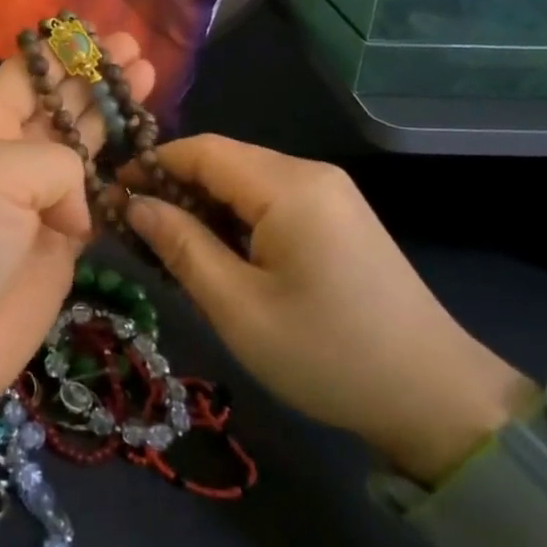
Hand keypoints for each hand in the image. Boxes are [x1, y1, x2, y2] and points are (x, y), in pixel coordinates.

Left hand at [0, 34, 155, 398]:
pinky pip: (95, 197)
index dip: (59, 52)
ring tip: (148, 79)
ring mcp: (33, 200)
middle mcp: (4, 156)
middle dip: (95, 76)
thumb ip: (54, 162)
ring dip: (111, 114)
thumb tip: (77, 207)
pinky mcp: (58, 242)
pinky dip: (118, 174)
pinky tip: (142, 147)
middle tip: (138, 50)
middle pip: (58, 104)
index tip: (98, 30)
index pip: (22, 75)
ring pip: (82, 146)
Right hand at [125, 136, 532, 483]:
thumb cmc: (327, 354)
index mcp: (288, 186)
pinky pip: (272, 201)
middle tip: (136, 232)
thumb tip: (133, 205)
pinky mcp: (339, 217)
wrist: (436, 397)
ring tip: (170, 248)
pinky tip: (219, 255)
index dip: (151, 165)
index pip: (201, 149)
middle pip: (224, 161)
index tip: (111, 197)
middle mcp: (310, 174)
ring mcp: (331, 194)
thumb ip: (181, 246)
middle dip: (174, 188)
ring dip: (204, 206)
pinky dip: (236, 219)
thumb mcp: (238, 307)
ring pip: (246, 182)